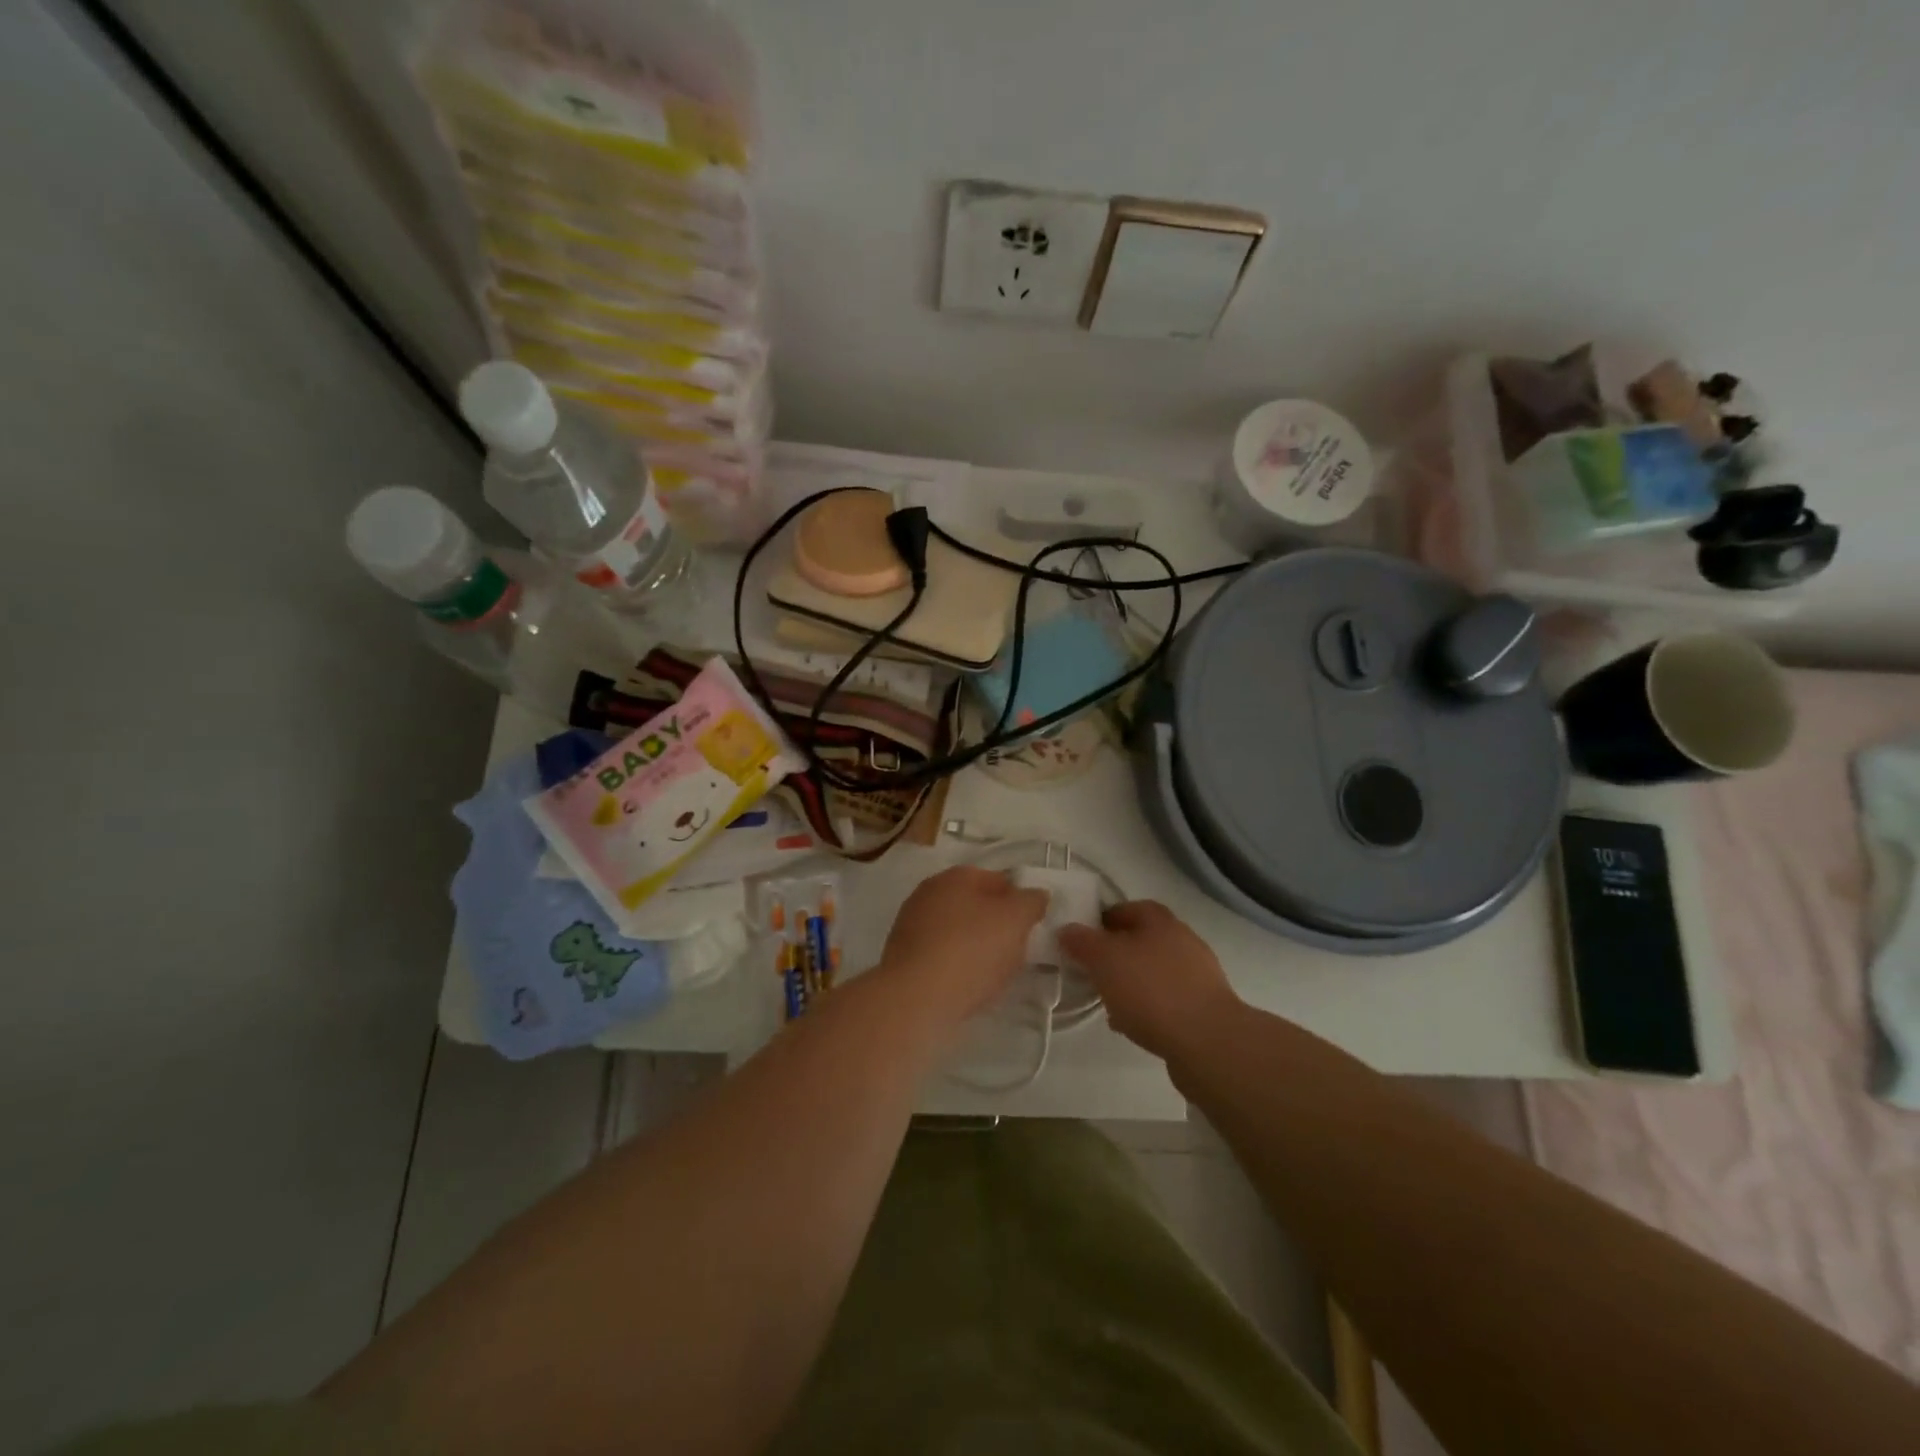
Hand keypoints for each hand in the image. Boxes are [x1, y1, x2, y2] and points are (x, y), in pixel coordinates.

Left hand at [878, 866, 1047, 1025]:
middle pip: (976, 907)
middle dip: (998, 927)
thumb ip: (1031, 902)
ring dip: (978, 949)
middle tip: (1017, 952)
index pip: (998, 880)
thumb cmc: (970, 950)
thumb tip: (1036, 894)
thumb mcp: (1015, 920)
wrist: (915, 998)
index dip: (1020, 901)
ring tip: (995, 975)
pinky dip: (958, 967)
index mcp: (955, 876)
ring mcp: (912, 925)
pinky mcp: (903, 958)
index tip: (1033, 928)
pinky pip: (942, 956)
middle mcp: (929, 893)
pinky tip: (969, 987)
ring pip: (959, 933)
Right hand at [1058, 901, 1239, 1061]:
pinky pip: (1166, 1000)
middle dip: (1115, 955)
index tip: (1081, 939)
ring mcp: (1197, 975)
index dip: (1101, 920)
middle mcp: (1182, 940)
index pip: (1126, 908)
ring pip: (1153, 972)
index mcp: (1160, 920)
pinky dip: (1147, 1007)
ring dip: (1131, 983)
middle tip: (1091, 972)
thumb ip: (1082, 942)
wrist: (1208, 1042)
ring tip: (1107, 1003)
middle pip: (1141, 940)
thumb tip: (1067, 929)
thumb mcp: (1104, 960)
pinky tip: (1131, 1025)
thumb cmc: (1151, 990)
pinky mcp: (1203, 1007)